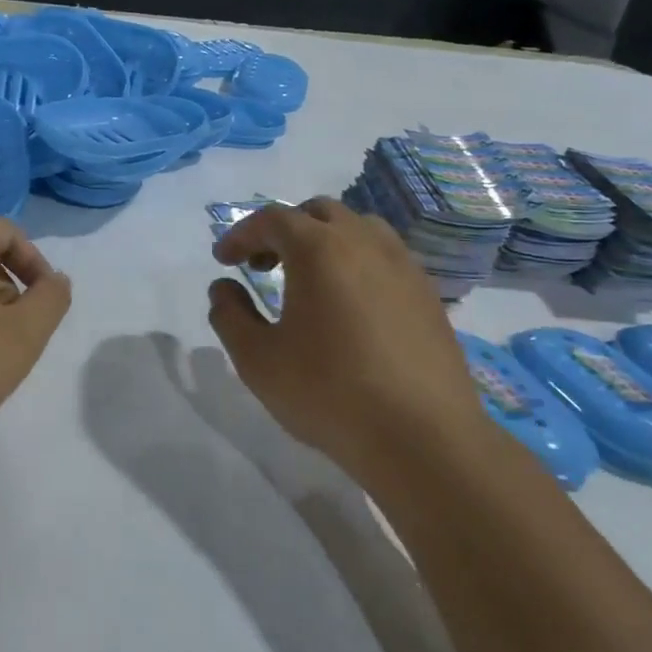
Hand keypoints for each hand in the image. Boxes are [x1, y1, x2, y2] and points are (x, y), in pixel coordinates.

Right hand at [209, 198, 486, 486]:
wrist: (423, 438)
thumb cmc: (328, 393)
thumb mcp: (257, 359)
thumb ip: (230, 315)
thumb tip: (224, 288)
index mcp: (319, 249)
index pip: (271, 219)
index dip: (240, 235)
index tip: (223, 260)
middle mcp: (364, 242)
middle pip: (317, 213)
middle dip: (283, 231)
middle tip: (261, 266)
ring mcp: (404, 266)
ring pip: (358, 228)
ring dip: (324, 240)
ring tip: (308, 279)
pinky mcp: (428, 294)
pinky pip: (385, 257)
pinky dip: (357, 262)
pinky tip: (349, 305)